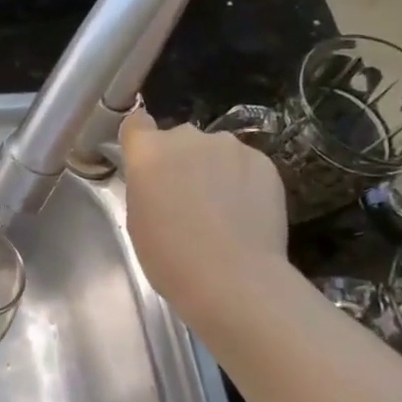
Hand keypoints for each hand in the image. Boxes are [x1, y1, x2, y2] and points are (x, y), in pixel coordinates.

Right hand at [119, 107, 289, 324]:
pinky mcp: (265, 162)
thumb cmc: (170, 257)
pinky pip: (245, 165)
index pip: (136, 123)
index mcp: (149, 152)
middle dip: (180, 159)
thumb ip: (146, 185)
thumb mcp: (138, 220)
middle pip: (178, 138)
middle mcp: (188, 138)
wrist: (232, 278)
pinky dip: (242, 181)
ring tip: (221, 207)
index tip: (145, 161)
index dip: (139, 139)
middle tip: (184, 195)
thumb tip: (162, 178)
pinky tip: (245, 213)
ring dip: (213, 168)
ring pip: (215, 150)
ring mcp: (230, 147)